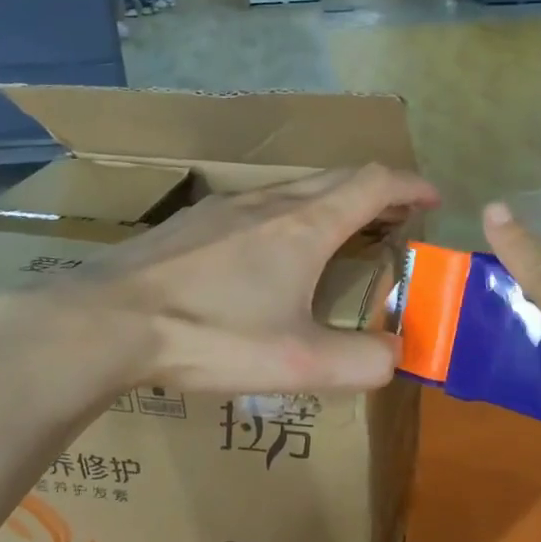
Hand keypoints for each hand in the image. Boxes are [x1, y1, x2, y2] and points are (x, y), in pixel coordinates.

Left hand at [67, 165, 439, 395]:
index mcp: (305, 225)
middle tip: (396, 219)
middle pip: (337, 179)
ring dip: (332, 202)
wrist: (107, 322)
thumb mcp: (298, 362)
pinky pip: (258, 204)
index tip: (433, 197)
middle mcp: (269, 201)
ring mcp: (224, 206)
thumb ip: (362, 362)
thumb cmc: (210, 335)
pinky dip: (290, 214)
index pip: (374, 183)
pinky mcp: (191, 223)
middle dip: (377, 192)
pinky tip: (270, 252)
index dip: (411, 186)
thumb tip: (396, 355)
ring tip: (341, 234)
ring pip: (295, 189)